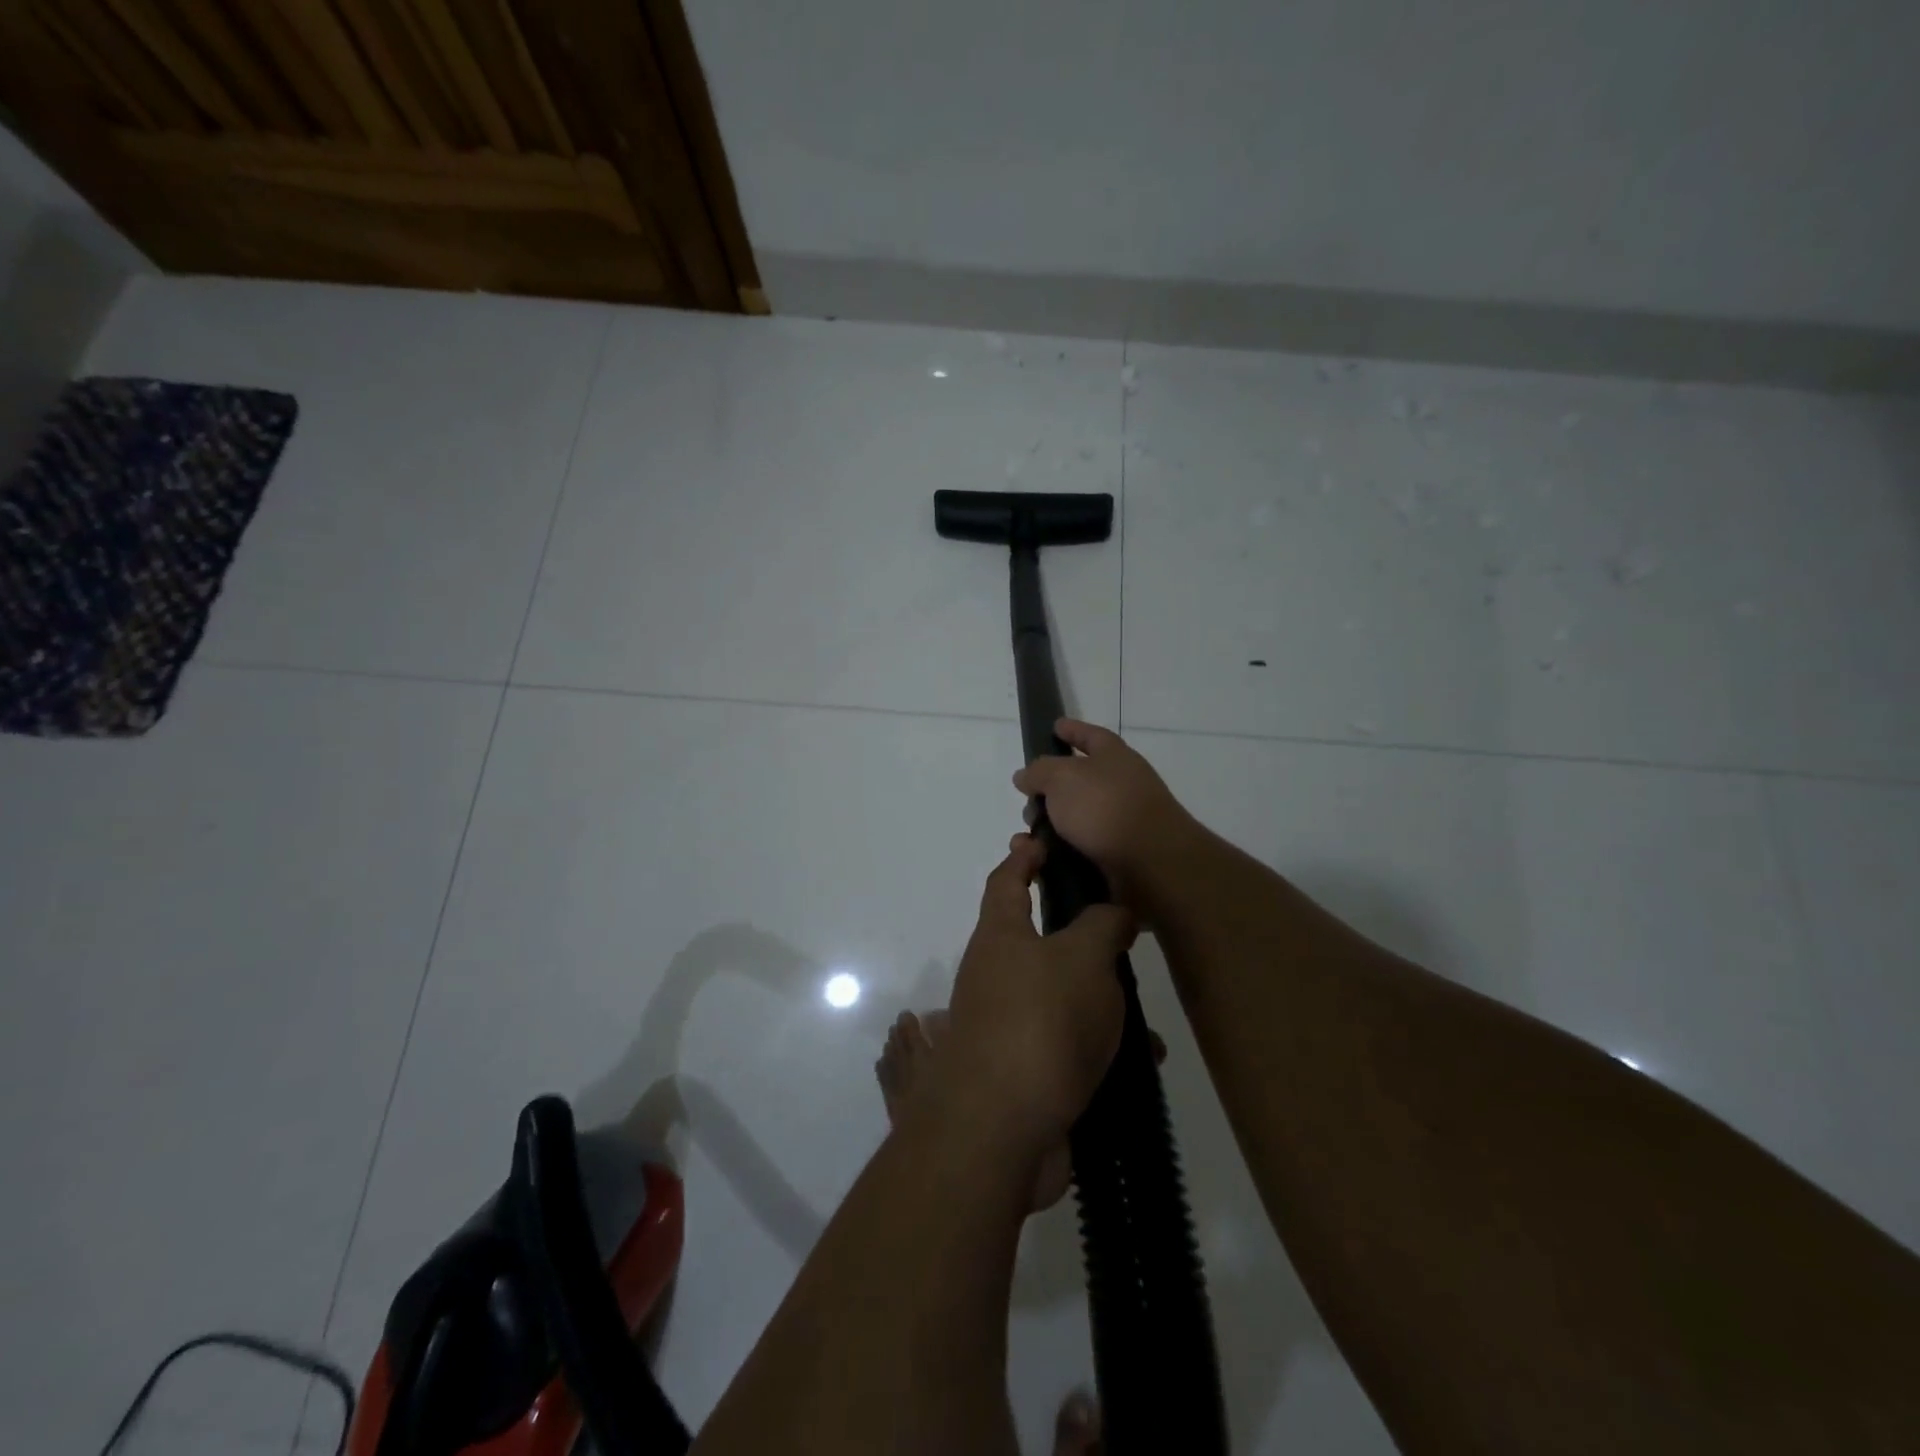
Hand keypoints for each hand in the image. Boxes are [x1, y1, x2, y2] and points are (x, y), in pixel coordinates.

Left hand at [932, 834, 1136, 1152]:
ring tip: (1147, 1010)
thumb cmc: (1039, 1022)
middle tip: (1120, 926)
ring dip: (1103, 999)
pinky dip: (1104, 1047)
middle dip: (1079, 933)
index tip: (1041, 838)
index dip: (1024, 856)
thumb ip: (1103, 925)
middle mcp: (996, 975)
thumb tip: (1114, 911)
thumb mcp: (1083, 958)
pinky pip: (1071, 1045)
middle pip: (1037, 939)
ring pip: (1063, 996)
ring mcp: (1008, 1025)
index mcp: (1001, 936)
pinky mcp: (1026, 1071)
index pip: (1006, 880)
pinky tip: (1143, 1061)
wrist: (999, 1131)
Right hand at [1013, 719, 1199, 906]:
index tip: (1054, 726)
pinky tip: (1042, 859)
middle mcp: (1122, 784)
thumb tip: (1025, 776)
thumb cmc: (1105, 807)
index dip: (1071, 729)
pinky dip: (1060, 852)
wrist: (1151, 863)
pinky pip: (1081, 848)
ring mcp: (1122, 821)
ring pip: (1076, 818)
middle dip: (1049, 790)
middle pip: (1078, 781)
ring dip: (1050, 826)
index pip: (1090, 734)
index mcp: (1114, 756)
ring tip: (1028, 838)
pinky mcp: (1119, 854)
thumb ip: (1038, 772)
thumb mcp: (1061, 778)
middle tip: (1028, 801)